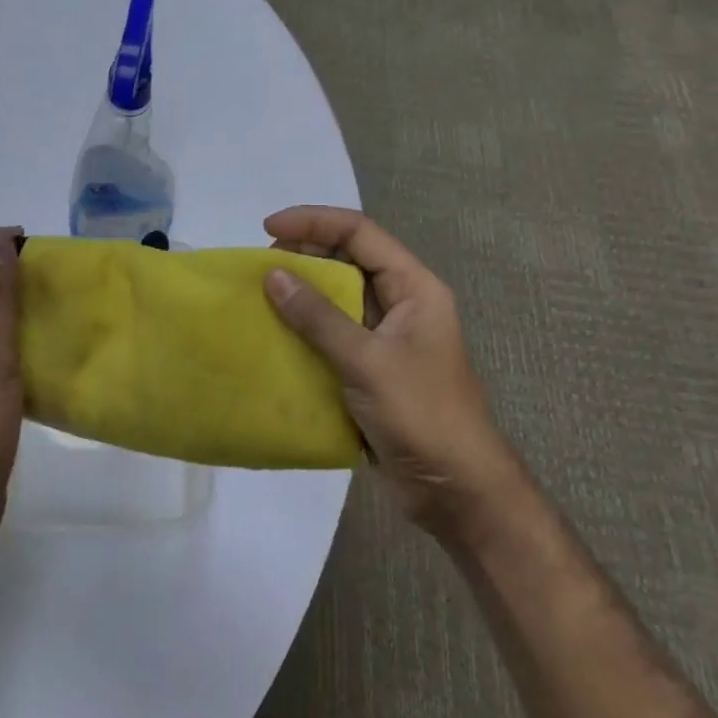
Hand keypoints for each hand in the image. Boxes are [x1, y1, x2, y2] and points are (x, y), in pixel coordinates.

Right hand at [263, 206, 511, 541]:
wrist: (458, 495)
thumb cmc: (423, 416)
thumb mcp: (369, 362)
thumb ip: (319, 318)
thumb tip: (272, 276)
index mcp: (414, 287)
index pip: (360, 232)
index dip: (313, 222)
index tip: (268, 229)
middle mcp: (400, 303)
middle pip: (347, 258)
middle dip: (303, 254)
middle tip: (261, 265)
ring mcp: (385, 337)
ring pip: (336, 297)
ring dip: (300, 293)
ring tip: (259, 295)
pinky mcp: (370, 369)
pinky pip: (331, 334)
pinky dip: (303, 329)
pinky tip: (274, 336)